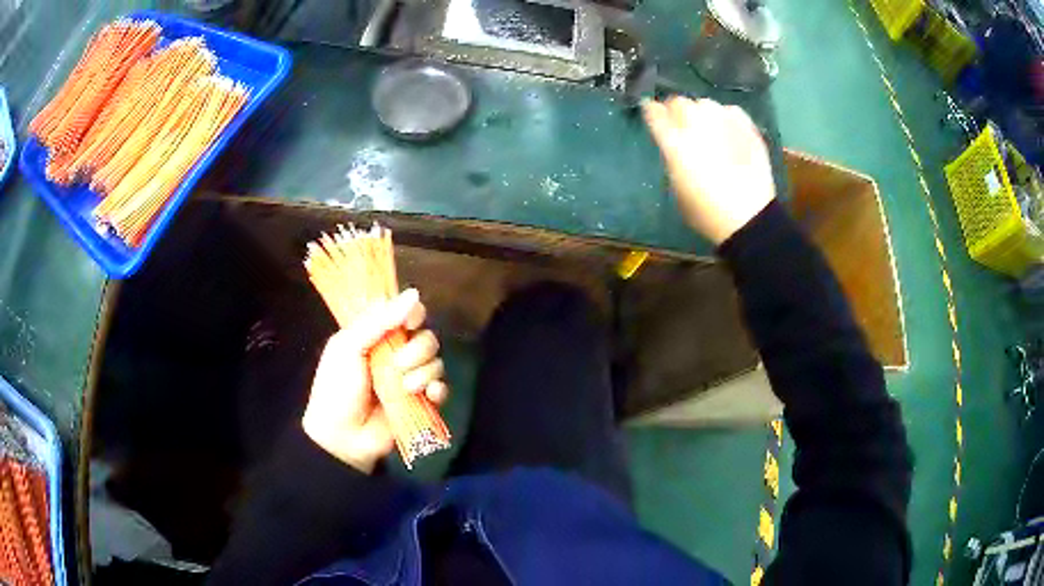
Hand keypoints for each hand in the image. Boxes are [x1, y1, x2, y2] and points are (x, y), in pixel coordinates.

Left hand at [303, 289, 448, 472]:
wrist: (342, 437)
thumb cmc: (337, 389)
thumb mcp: (348, 347)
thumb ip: (379, 321)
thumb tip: (414, 293)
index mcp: (375, 335)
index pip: (404, 313)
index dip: (412, 314)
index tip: (410, 322)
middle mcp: (395, 353)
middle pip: (425, 337)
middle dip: (417, 350)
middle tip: (398, 365)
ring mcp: (408, 378)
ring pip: (435, 362)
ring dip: (423, 373)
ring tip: (405, 388)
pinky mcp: (420, 402)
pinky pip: (441, 388)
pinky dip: (438, 390)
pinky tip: (427, 396)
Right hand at [643, 97, 775, 244]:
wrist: (750, 218)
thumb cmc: (707, 212)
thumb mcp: (677, 188)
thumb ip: (672, 158)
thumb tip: (674, 143)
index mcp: (675, 143)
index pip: (654, 113)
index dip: (651, 111)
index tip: (651, 113)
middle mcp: (697, 125)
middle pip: (679, 102)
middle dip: (675, 110)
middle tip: (679, 123)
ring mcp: (724, 122)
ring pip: (704, 103)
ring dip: (700, 112)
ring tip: (705, 127)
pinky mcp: (746, 126)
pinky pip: (729, 110)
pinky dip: (724, 116)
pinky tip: (726, 130)